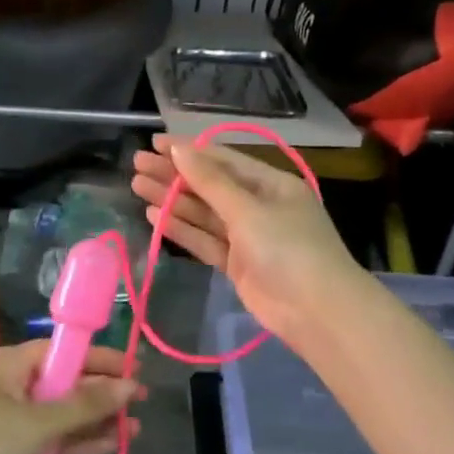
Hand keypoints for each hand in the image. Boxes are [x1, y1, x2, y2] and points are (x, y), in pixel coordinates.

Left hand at [0, 342, 140, 453]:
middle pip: (66, 381)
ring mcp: (12, 418)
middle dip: (103, 393)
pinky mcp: (13, 449)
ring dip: (96, 420)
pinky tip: (111, 446)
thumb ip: (87, 404)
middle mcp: (11, 384)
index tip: (135, 369)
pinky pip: (53, 437)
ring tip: (136, 429)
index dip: (101, 359)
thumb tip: (129, 386)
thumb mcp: (40, 422)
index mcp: (10, 364)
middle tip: (141, 402)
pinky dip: (78, 441)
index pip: (64, 351)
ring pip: (63, 413)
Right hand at [131, 134, 360, 349]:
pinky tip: (154, 216)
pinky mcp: (237, 264)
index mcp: (271, 184)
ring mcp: (247, 237)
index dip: (188, 150)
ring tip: (137, 186)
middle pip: (210, 185)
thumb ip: (210, 182)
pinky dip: (182, 229)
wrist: (316, 312)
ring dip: (172, 200)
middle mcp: (259, 206)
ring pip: (203, 213)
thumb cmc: (288, 249)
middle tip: (136, 164)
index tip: (154, 142)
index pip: (223, 159)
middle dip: (174, 174)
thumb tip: (179, 150)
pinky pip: (205, 240)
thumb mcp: (249, 209)